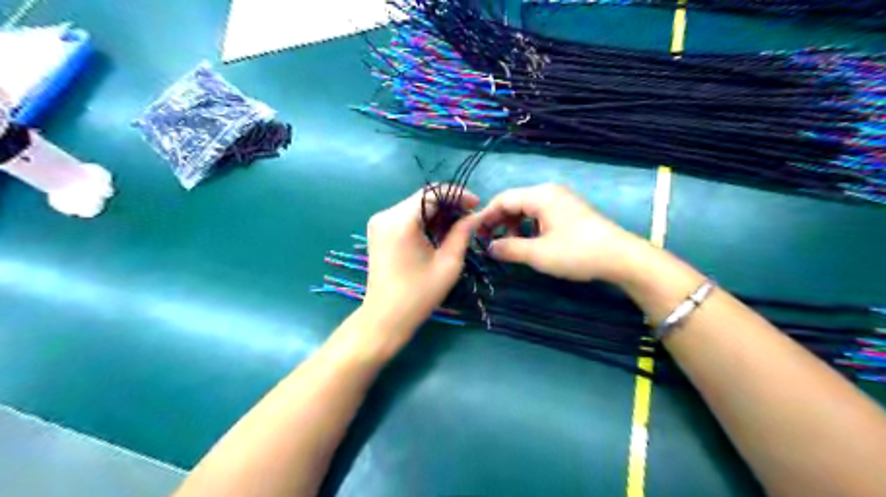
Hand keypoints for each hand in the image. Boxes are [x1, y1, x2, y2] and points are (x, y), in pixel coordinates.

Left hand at [359, 184, 481, 353]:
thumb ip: (462, 233)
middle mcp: (386, 215)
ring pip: (415, 206)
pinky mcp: (378, 231)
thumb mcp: (448, 263)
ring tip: (457, 228)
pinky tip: (437, 234)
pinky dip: (424, 221)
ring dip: (437, 213)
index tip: (476, 205)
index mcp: (401, 221)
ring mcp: (379, 222)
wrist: (385, 317)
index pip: (432, 193)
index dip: (457, 195)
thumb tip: (476, 215)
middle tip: (469, 218)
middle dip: (448, 205)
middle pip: (423, 198)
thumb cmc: (419, 294)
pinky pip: (406, 217)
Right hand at [474, 182, 648, 282]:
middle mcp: (549, 192)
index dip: (486, 216)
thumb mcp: (538, 254)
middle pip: (514, 202)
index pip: (503, 199)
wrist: (620, 257)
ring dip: (514, 226)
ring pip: (527, 209)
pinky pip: (540, 215)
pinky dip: (529, 227)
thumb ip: (509, 249)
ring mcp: (561, 201)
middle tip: (489, 242)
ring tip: (510, 246)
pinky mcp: (569, 212)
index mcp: (540, 195)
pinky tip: (530, 243)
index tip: (475, 234)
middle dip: (499, 222)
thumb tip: (490, 248)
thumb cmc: (577, 252)